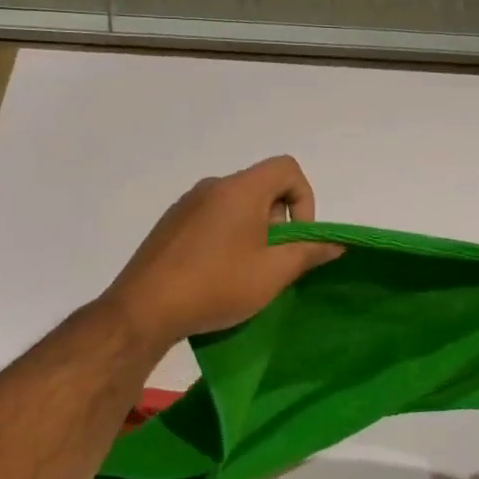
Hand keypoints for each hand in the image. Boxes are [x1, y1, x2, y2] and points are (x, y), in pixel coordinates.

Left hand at [101, 156, 343, 347]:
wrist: (143, 309)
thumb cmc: (216, 285)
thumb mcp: (272, 273)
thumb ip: (308, 252)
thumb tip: (334, 242)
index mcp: (240, 189)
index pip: (287, 168)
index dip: (304, 199)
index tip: (295, 238)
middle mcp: (212, 186)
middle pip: (262, 187)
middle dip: (278, 221)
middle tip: (273, 262)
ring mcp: (187, 204)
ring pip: (237, 205)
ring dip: (253, 231)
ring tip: (245, 273)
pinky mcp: (170, 224)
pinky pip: (212, 218)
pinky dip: (227, 237)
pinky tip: (216, 274)